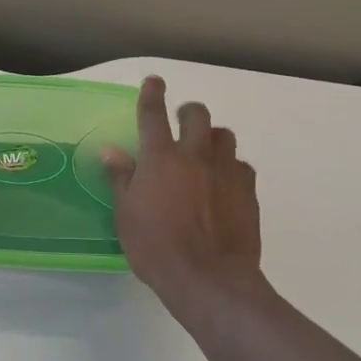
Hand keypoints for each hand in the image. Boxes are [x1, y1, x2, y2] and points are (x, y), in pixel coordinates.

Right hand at [102, 76, 267, 318]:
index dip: (152, 94)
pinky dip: (232, 167)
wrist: (209, 279)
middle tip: (181, 122)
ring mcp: (225, 171)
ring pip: (224, 135)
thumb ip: (121, 178)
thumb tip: (111, 150)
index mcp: (160, 158)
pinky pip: (242, 166)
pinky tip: (225, 183)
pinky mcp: (248, 191)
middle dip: (188, 112)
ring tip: (205, 152)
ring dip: (212, 137)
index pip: (152, 114)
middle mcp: (194, 155)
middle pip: (196, 115)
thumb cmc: (156, 248)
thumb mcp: (126, 215)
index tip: (154, 81)